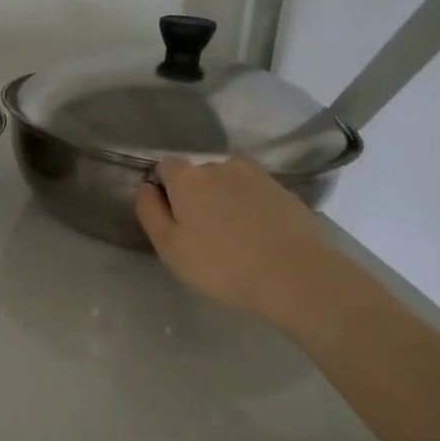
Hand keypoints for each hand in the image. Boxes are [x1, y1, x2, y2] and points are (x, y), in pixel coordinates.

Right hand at [135, 156, 342, 333]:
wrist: (295, 275)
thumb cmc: (222, 265)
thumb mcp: (170, 247)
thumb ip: (150, 212)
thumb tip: (144, 186)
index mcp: (188, 178)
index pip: (166, 166)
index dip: (164, 189)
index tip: (172, 218)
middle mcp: (221, 165)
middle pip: (199, 173)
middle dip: (196, 194)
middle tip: (203, 232)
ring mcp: (256, 175)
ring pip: (229, 180)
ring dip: (225, 197)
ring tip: (234, 232)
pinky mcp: (284, 189)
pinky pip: (255, 192)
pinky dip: (251, 205)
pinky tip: (258, 234)